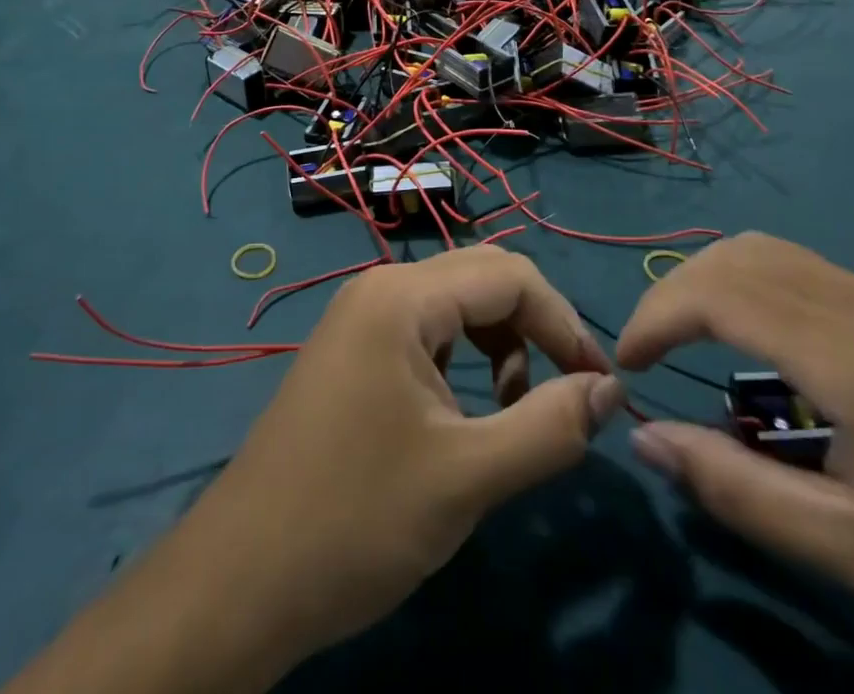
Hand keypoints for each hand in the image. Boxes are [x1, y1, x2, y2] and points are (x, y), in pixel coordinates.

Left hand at [7, 246, 623, 693]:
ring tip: (514, 409)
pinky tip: (464, 412)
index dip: (564, 323)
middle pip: (482, 279)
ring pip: (454, 305)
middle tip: (566, 391)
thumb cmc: (356, 519)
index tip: (600, 386)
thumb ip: (549, 426)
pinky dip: (462, 358)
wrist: (241, 579)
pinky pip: (424, 331)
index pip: (510, 275)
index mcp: (402, 296)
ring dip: (499, 344)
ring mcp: (360, 317)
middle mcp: (380, 287)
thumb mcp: (467, 477)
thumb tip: (612, 389)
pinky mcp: (352, 350)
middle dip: (534, 327)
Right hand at [616, 234, 853, 691]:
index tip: (626, 363)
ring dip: (714, 283)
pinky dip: (755, 289)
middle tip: (650, 351)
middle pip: (739, 253)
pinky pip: (808, 272)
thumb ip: (738, 491)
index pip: (719, 291)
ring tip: (691, 343)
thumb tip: (644, 439)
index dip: (655, 315)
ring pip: (772, 251)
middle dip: (676, 292)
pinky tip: (763, 350)